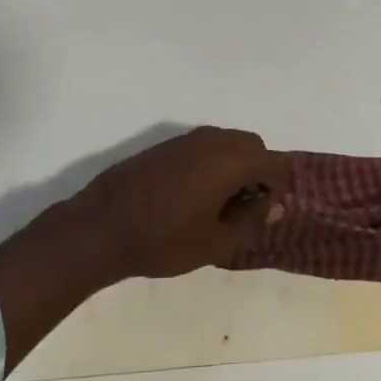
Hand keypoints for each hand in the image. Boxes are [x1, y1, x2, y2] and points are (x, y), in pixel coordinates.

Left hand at [72, 126, 292, 280]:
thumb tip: (275, 205)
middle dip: (259, 172)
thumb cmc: (163, 240)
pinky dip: (213, 163)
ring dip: (235, 166)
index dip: (280, 187)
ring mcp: (187, 139)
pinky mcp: (166, 145)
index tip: (268, 212)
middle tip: (246, 208)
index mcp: (231, 160)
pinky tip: (194, 195)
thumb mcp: (215, 242)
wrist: (100, 227)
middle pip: (253, 146)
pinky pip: (205, 146)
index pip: (275, 163)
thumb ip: (251, 220)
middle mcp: (213, 140)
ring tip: (220, 204)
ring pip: (228, 143)